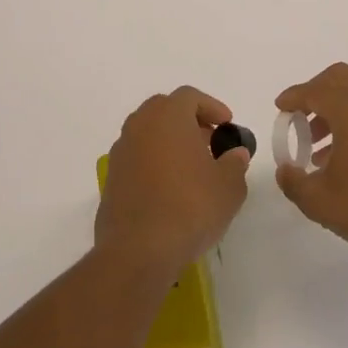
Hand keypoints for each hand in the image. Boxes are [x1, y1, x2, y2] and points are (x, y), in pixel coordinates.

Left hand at [95, 87, 249, 278]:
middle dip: (189, 121)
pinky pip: (137, 158)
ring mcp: (121, 151)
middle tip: (209, 142)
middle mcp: (140, 125)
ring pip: (148, 133)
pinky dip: (154, 163)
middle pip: (165, 110)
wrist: (137, 251)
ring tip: (191, 168)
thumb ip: (235, 163)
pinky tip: (169, 190)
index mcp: (168, 116)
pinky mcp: (112, 178)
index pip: (190, 96)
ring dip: (170, 142)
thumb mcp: (228, 187)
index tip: (227, 125)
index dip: (211, 107)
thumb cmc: (189, 208)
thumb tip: (235, 153)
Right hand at [274, 62, 347, 261]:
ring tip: (314, 144)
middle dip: (314, 91)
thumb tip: (285, 170)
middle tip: (298, 116)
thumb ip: (294, 182)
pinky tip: (338, 158)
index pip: (315, 91)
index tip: (280, 108)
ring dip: (330, 109)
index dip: (293, 97)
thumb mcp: (320, 201)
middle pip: (338, 78)